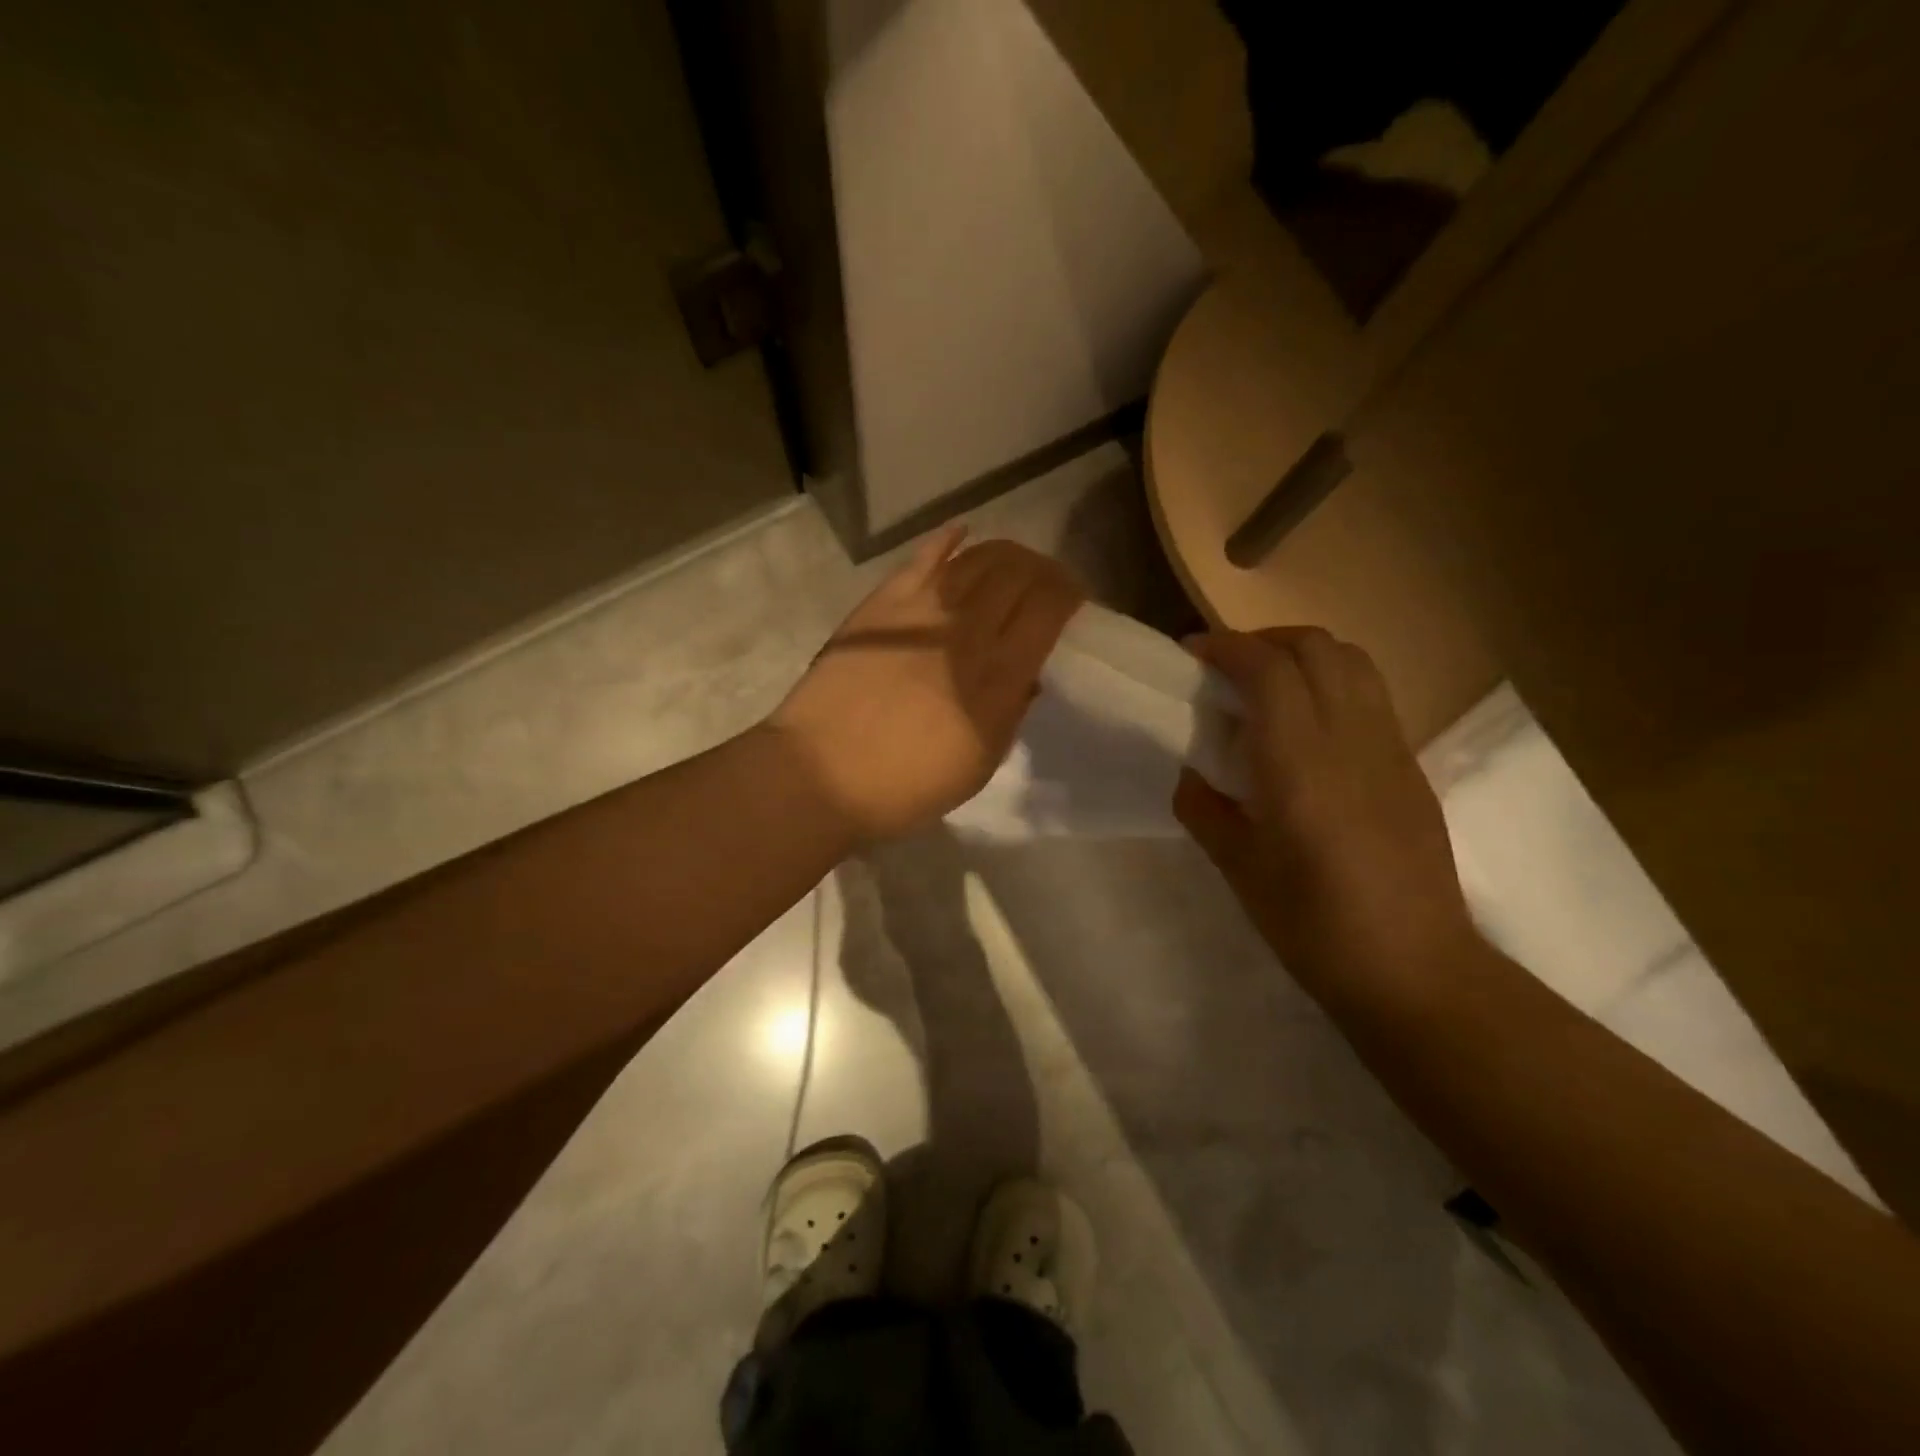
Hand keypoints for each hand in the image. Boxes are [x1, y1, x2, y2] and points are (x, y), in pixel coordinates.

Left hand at [767, 526, 1083, 842]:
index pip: (1048, 607)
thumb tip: (1027, 674)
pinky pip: (923, 557)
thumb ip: (1011, 713)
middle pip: (1019, 573)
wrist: (820, 774)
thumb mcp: (979, 765)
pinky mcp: (882, 602)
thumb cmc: (905, 785)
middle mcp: (966, 629)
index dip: (1068, 593)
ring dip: (1006, 554)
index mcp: (998, 675)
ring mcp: (921, 609)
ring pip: (978, 557)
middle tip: (1046, 582)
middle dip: (1043, 570)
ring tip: (1012, 564)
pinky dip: (948, 540)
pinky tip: (961, 533)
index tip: (1072, 600)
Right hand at [1173, 627, 1474, 1000]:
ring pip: (1352, 661)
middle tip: (1226, 667)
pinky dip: (1331, 683)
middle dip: (1263, 641)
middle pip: (1315, 647)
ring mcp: (1390, 748)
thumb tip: (1193, 773)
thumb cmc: (1313, 925)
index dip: (1225, 647)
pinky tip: (1307, 727)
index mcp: (1299, 765)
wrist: (1414, 969)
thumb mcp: (1237, 869)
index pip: (1267, 669)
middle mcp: (1350, 740)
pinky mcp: (1411, 766)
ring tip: (1267, 685)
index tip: (1191, 654)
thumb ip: (1204, 808)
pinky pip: (1370, 695)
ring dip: (1303, 654)